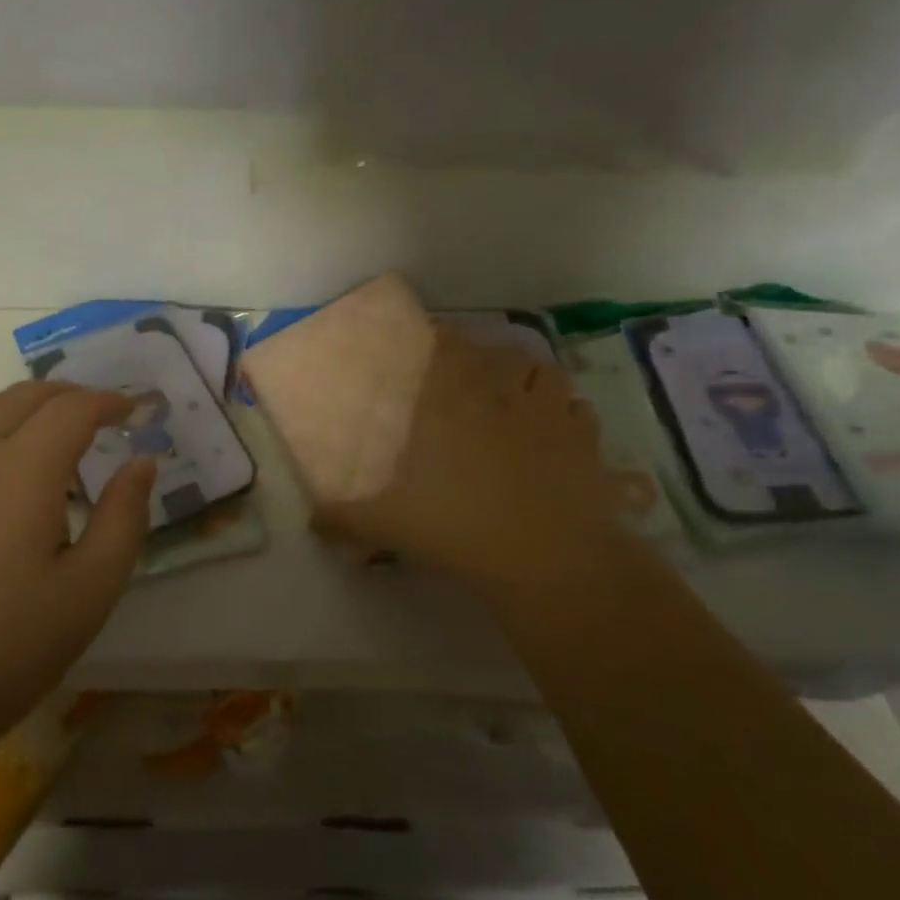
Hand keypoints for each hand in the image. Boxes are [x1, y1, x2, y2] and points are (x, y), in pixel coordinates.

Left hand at [0, 382, 153, 743]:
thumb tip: (141, 462)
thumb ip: (123, 517)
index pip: (72, 408)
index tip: (133, 411)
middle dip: (69, 396)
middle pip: (24, 396)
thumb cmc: (2, 648)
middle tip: (100, 418)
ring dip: (24, 405)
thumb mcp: (90, 590)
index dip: (108, 402)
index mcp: (22, 469)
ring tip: (50, 434)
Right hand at [313, 327, 632, 600]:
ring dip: (536, 380)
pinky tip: (564, 434)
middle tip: (482, 375)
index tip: (438, 339)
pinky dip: (573, 417)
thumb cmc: (462, 529)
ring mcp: (552, 418)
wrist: (549, 560)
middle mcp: (505, 398)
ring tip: (524, 396)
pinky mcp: (589, 447)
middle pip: (504, 356)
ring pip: (549, 376)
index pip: (451, 350)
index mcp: (456, 405)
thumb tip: (310, 522)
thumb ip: (347, 520)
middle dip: (493, 358)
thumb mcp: (391, 526)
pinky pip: (584, 415)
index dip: (445, 339)